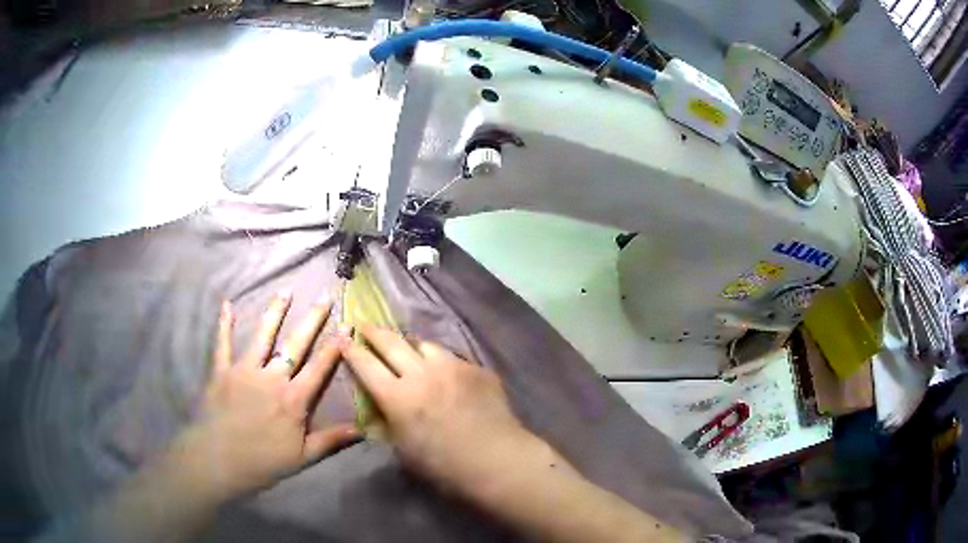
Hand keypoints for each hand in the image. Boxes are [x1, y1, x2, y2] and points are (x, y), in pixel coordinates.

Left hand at [176, 292, 360, 500]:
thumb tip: (363, 430)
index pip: (319, 368)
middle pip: (295, 345)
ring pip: (263, 336)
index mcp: (294, 399)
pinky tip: (226, 304)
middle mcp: (272, 378)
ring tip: (285, 291)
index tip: (346, 326)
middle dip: (312, 320)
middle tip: (324, 297)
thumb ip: (331, 441)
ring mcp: (245, 371)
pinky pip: (223, 343)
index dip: (335, 347)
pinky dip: (224, 324)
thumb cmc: (263, 462)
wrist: (219, 460)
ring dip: (274, 313)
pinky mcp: (222, 371)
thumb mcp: (303, 457)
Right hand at [341, 325, 539, 493]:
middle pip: (392, 343)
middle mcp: (421, 373)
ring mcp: (452, 367)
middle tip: (366, 326)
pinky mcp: (476, 369)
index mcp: (397, 396)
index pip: (366, 365)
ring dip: (412, 346)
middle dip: (375, 333)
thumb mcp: (403, 449)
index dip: (352, 351)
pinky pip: (453, 358)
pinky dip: (443, 363)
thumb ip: (388, 423)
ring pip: (425, 345)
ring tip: (410, 350)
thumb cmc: (443, 465)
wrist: (496, 459)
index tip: (345, 339)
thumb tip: (381, 407)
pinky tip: (448, 375)